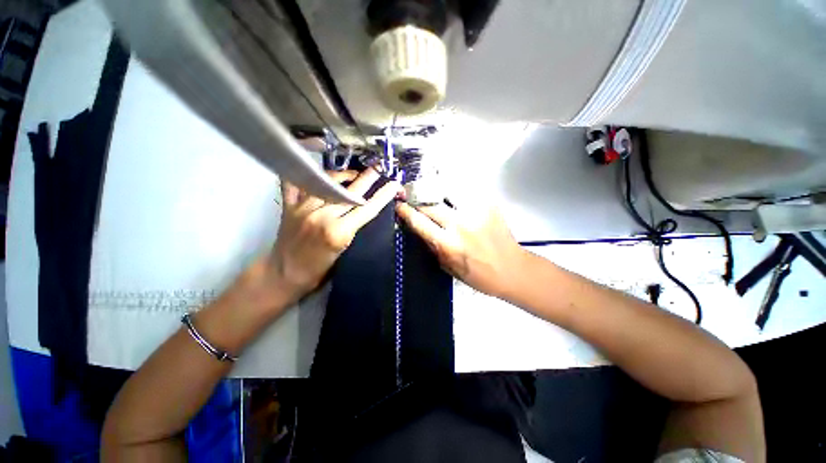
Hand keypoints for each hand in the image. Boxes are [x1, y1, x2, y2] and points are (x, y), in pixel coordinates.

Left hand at [244, 169, 400, 311]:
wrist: (284, 275)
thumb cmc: (318, 270)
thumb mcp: (344, 253)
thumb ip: (354, 230)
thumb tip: (365, 211)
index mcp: (338, 232)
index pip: (366, 209)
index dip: (382, 196)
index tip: (393, 185)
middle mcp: (322, 216)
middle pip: (350, 192)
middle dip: (367, 178)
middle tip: (378, 168)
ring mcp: (303, 208)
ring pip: (327, 182)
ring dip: (342, 176)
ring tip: (352, 174)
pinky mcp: (289, 206)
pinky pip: (295, 183)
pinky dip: (305, 174)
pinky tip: (314, 171)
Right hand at [395, 201, 524, 298]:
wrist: (512, 269)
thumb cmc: (479, 275)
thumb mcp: (449, 268)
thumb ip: (433, 247)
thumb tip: (420, 229)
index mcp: (448, 244)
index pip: (420, 222)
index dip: (406, 212)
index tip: (399, 205)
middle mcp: (460, 225)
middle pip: (431, 204)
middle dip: (417, 197)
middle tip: (410, 193)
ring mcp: (476, 212)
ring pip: (448, 190)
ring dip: (435, 188)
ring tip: (429, 185)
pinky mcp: (489, 205)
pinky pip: (467, 190)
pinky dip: (455, 188)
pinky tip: (451, 188)